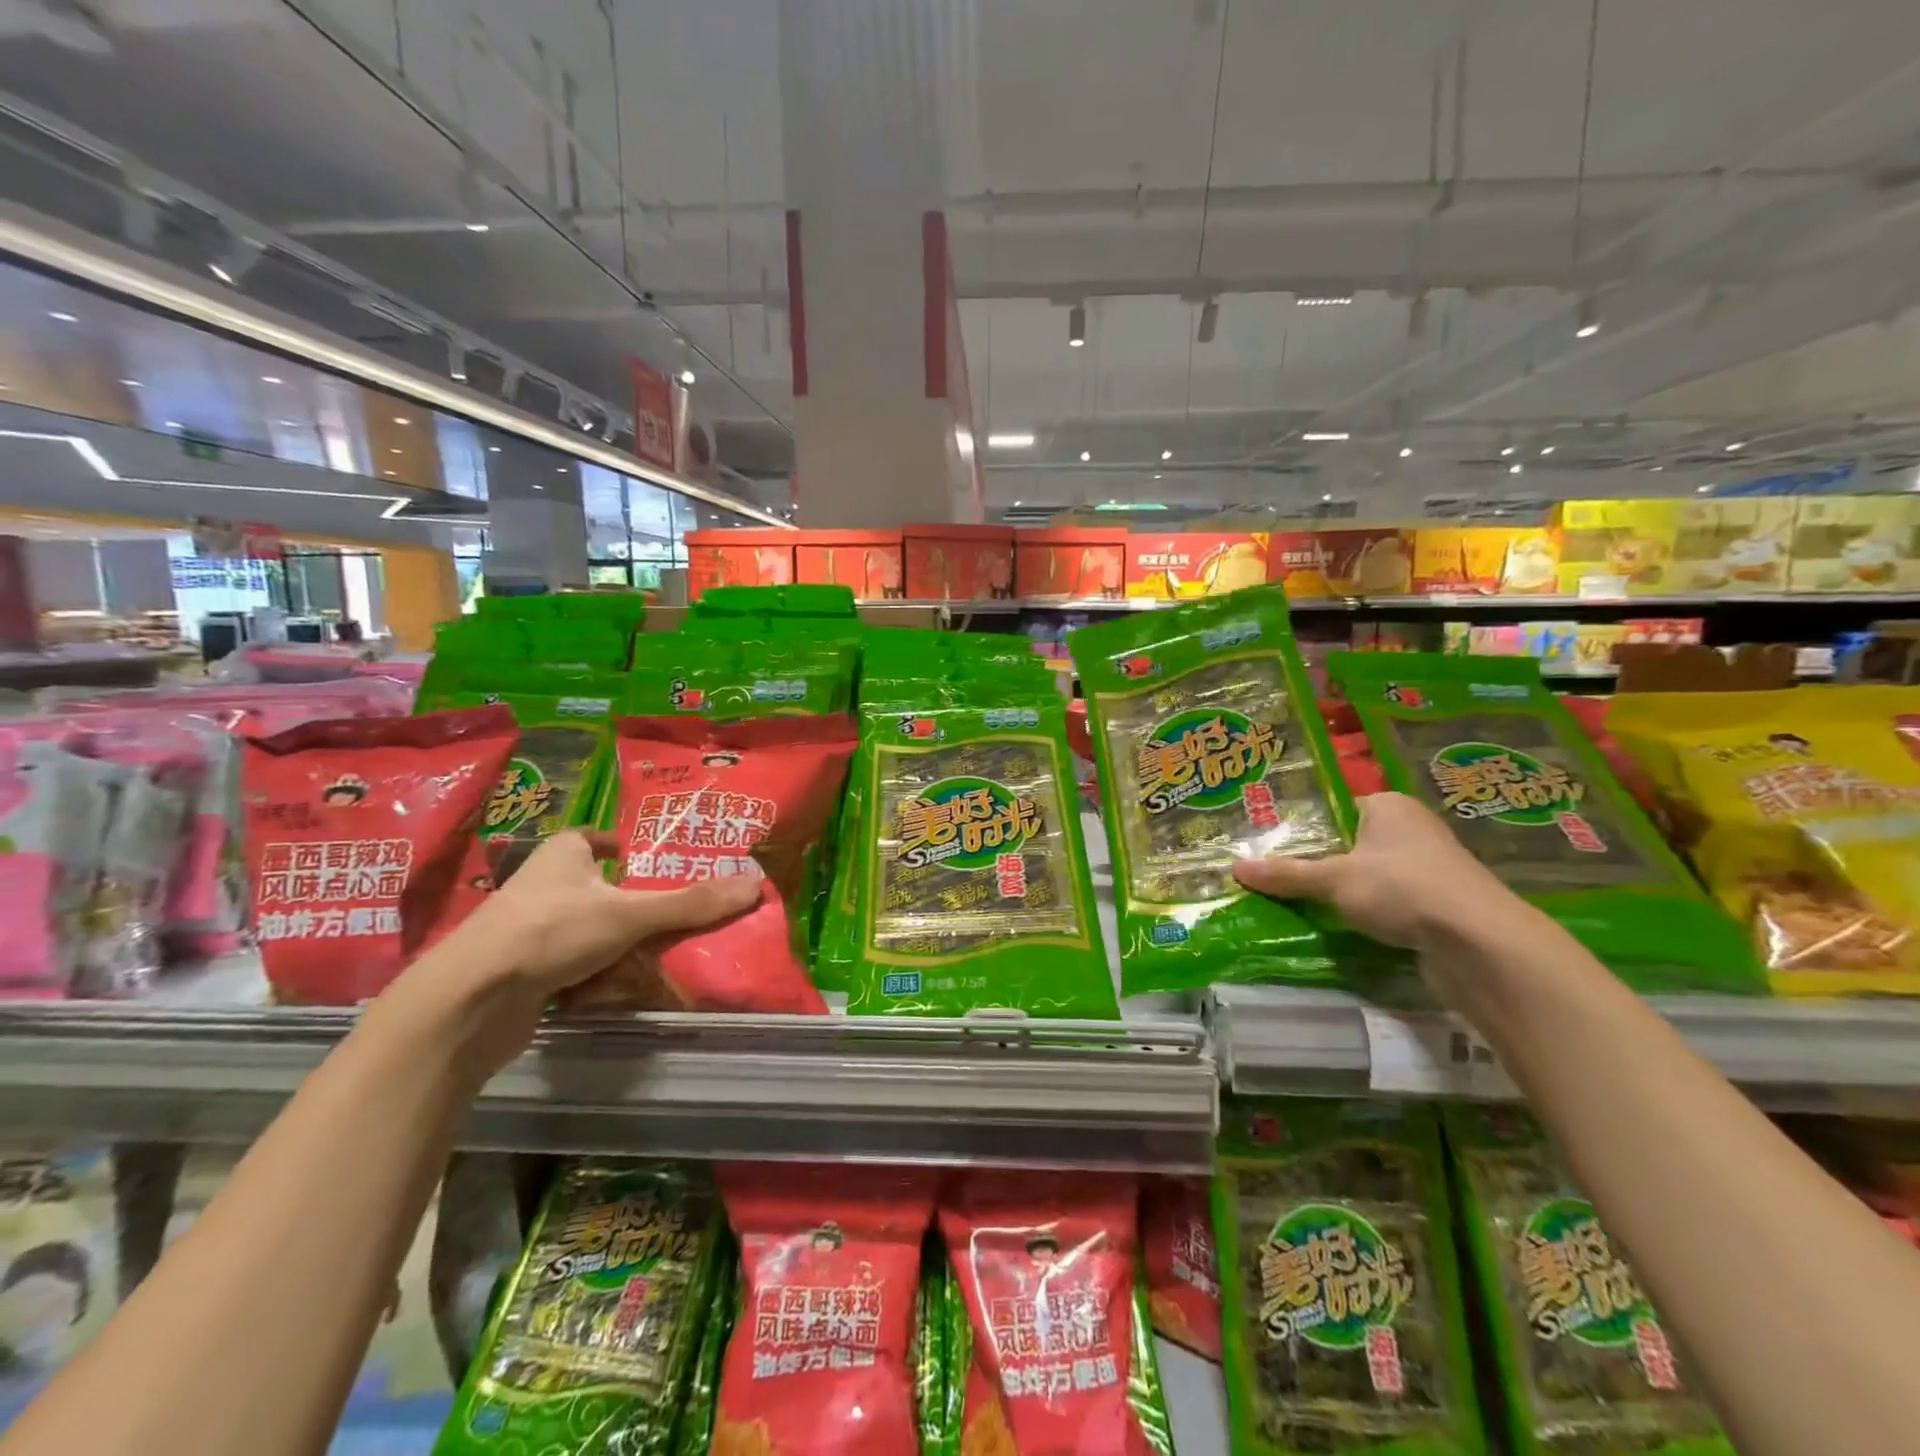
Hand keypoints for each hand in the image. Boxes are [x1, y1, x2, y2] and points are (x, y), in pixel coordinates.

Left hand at [390, 831, 759, 1072]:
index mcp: (561, 854)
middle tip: (668, 911)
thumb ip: (692, 903)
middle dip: (625, 900)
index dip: (616, 846)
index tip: (642, 860)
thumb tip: (756, 885)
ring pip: (582, 928)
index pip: (591, 838)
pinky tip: (618, 984)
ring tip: (654, 951)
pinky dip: (592, 973)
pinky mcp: (520, 971)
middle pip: (592, 886)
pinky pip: (569, 965)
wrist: (469, 1002)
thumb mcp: (630, 913)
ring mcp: (526, 930)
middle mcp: (541, 885)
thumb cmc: (551, 932)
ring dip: (612, 940)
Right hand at [1232, 791, 1524, 952]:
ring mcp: (1431, 868)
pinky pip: (1392, 901)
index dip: (1308, 825)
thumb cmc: (1401, 888)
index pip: (1339, 806)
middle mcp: (1413, 829)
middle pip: (1353, 842)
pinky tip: (1344, 926)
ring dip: (1346, 890)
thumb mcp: (1333, 880)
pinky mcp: (1441, 904)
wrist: (1479, 943)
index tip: (1275, 844)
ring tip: (1302, 902)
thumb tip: (1235, 869)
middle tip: (1279, 875)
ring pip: (1372, 874)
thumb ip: (1286, 875)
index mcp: (1389, 806)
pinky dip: (1371, 912)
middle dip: (1322, 861)